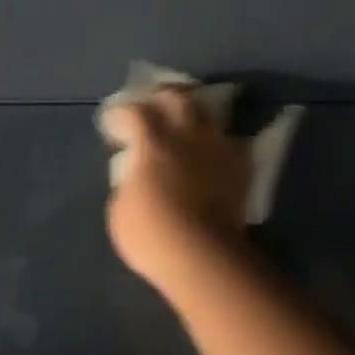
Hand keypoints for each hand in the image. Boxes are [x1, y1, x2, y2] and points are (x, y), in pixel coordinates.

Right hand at [102, 88, 252, 288]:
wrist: (204, 255)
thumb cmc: (152, 236)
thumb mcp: (120, 211)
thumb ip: (129, 183)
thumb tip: (136, 176)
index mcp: (153, 143)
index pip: (135, 112)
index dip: (122, 114)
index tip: (114, 123)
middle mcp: (187, 135)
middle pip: (177, 98)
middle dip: (162, 99)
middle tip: (153, 109)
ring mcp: (216, 148)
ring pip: (208, 115)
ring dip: (193, 117)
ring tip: (185, 128)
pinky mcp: (240, 167)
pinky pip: (229, 143)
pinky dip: (217, 144)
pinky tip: (211, 154)